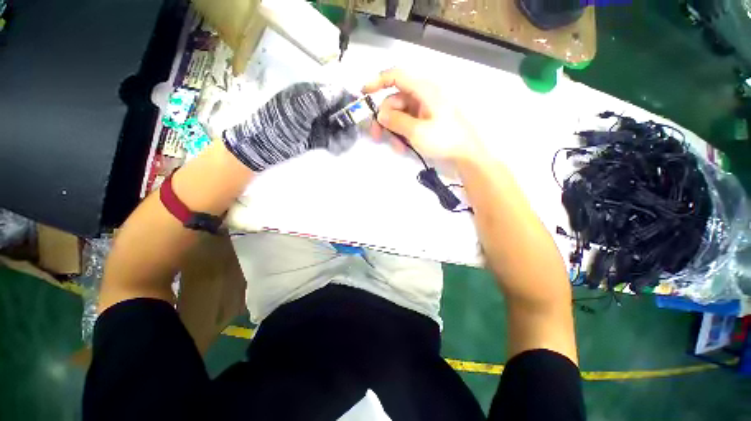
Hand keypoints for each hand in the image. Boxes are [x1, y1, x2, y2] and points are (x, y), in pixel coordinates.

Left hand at [223, 82, 357, 171]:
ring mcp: (320, 124)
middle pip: (343, 111)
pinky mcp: (320, 138)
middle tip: (349, 135)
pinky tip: (335, 149)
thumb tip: (340, 89)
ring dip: (345, 136)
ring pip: (342, 127)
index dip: (351, 100)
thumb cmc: (276, 126)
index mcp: (311, 95)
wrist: (263, 148)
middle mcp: (318, 107)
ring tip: (338, 146)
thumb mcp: (295, 110)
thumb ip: (317, 100)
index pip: (337, 92)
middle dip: (349, 123)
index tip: (361, 113)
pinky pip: (336, 139)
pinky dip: (339, 144)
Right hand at [362, 69, 482, 163]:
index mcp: (424, 90)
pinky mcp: (426, 122)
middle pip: (395, 100)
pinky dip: (402, 134)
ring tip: (396, 147)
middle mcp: (423, 96)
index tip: (363, 93)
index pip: (396, 76)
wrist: (466, 155)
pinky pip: (408, 124)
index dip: (377, 81)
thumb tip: (380, 115)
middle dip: (384, 118)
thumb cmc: (444, 140)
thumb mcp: (417, 131)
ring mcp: (424, 110)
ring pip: (400, 115)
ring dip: (393, 130)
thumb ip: (396, 121)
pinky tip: (403, 147)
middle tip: (376, 136)